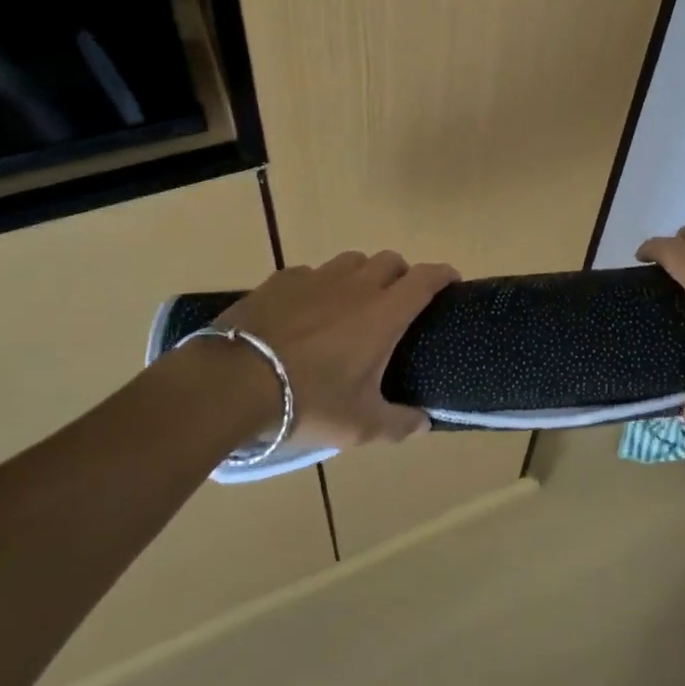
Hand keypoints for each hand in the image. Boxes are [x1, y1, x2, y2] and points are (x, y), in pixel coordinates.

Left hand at [208, 250, 460, 447]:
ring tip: (352, 304)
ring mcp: (316, 277)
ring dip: (361, 275)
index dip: (443, 275)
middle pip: (390, 261)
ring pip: (351, 261)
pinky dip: (319, 286)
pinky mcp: (281, 280)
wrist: (233, 383)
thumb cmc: (308, 402)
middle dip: (401, 275)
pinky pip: (311, 273)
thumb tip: (424, 423)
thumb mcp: (360, 425)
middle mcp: (356, 285)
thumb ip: (399, 423)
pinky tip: (306, 311)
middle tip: (397, 303)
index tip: (451, 282)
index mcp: (384, 313)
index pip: (426, 278)